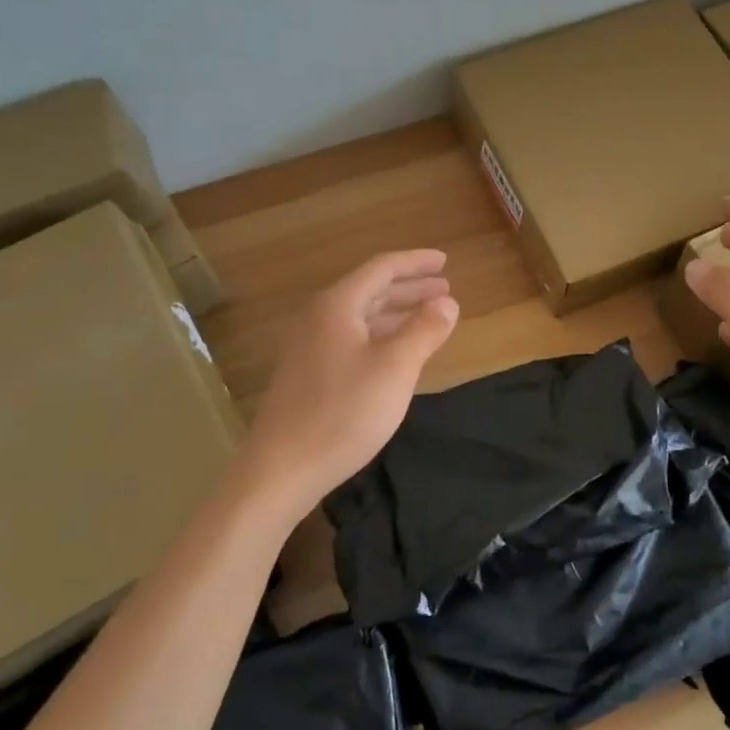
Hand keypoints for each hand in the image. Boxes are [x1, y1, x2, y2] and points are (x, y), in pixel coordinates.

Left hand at [242, 249, 458, 508]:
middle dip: (410, 288)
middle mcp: (319, 318)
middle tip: (445, 289)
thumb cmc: (343, 413)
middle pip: (370, 290)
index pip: (381, 268)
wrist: (282, 468)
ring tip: (430, 317)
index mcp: (337, 306)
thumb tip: (447, 303)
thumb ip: (424, 330)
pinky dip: (381, 336)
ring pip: (361, 317)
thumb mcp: (395, 369)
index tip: (445, 261)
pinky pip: (352, 339)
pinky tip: (398, 352)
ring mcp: (309, 346)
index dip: (416, 262)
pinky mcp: (308, 373)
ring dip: (397, 313)